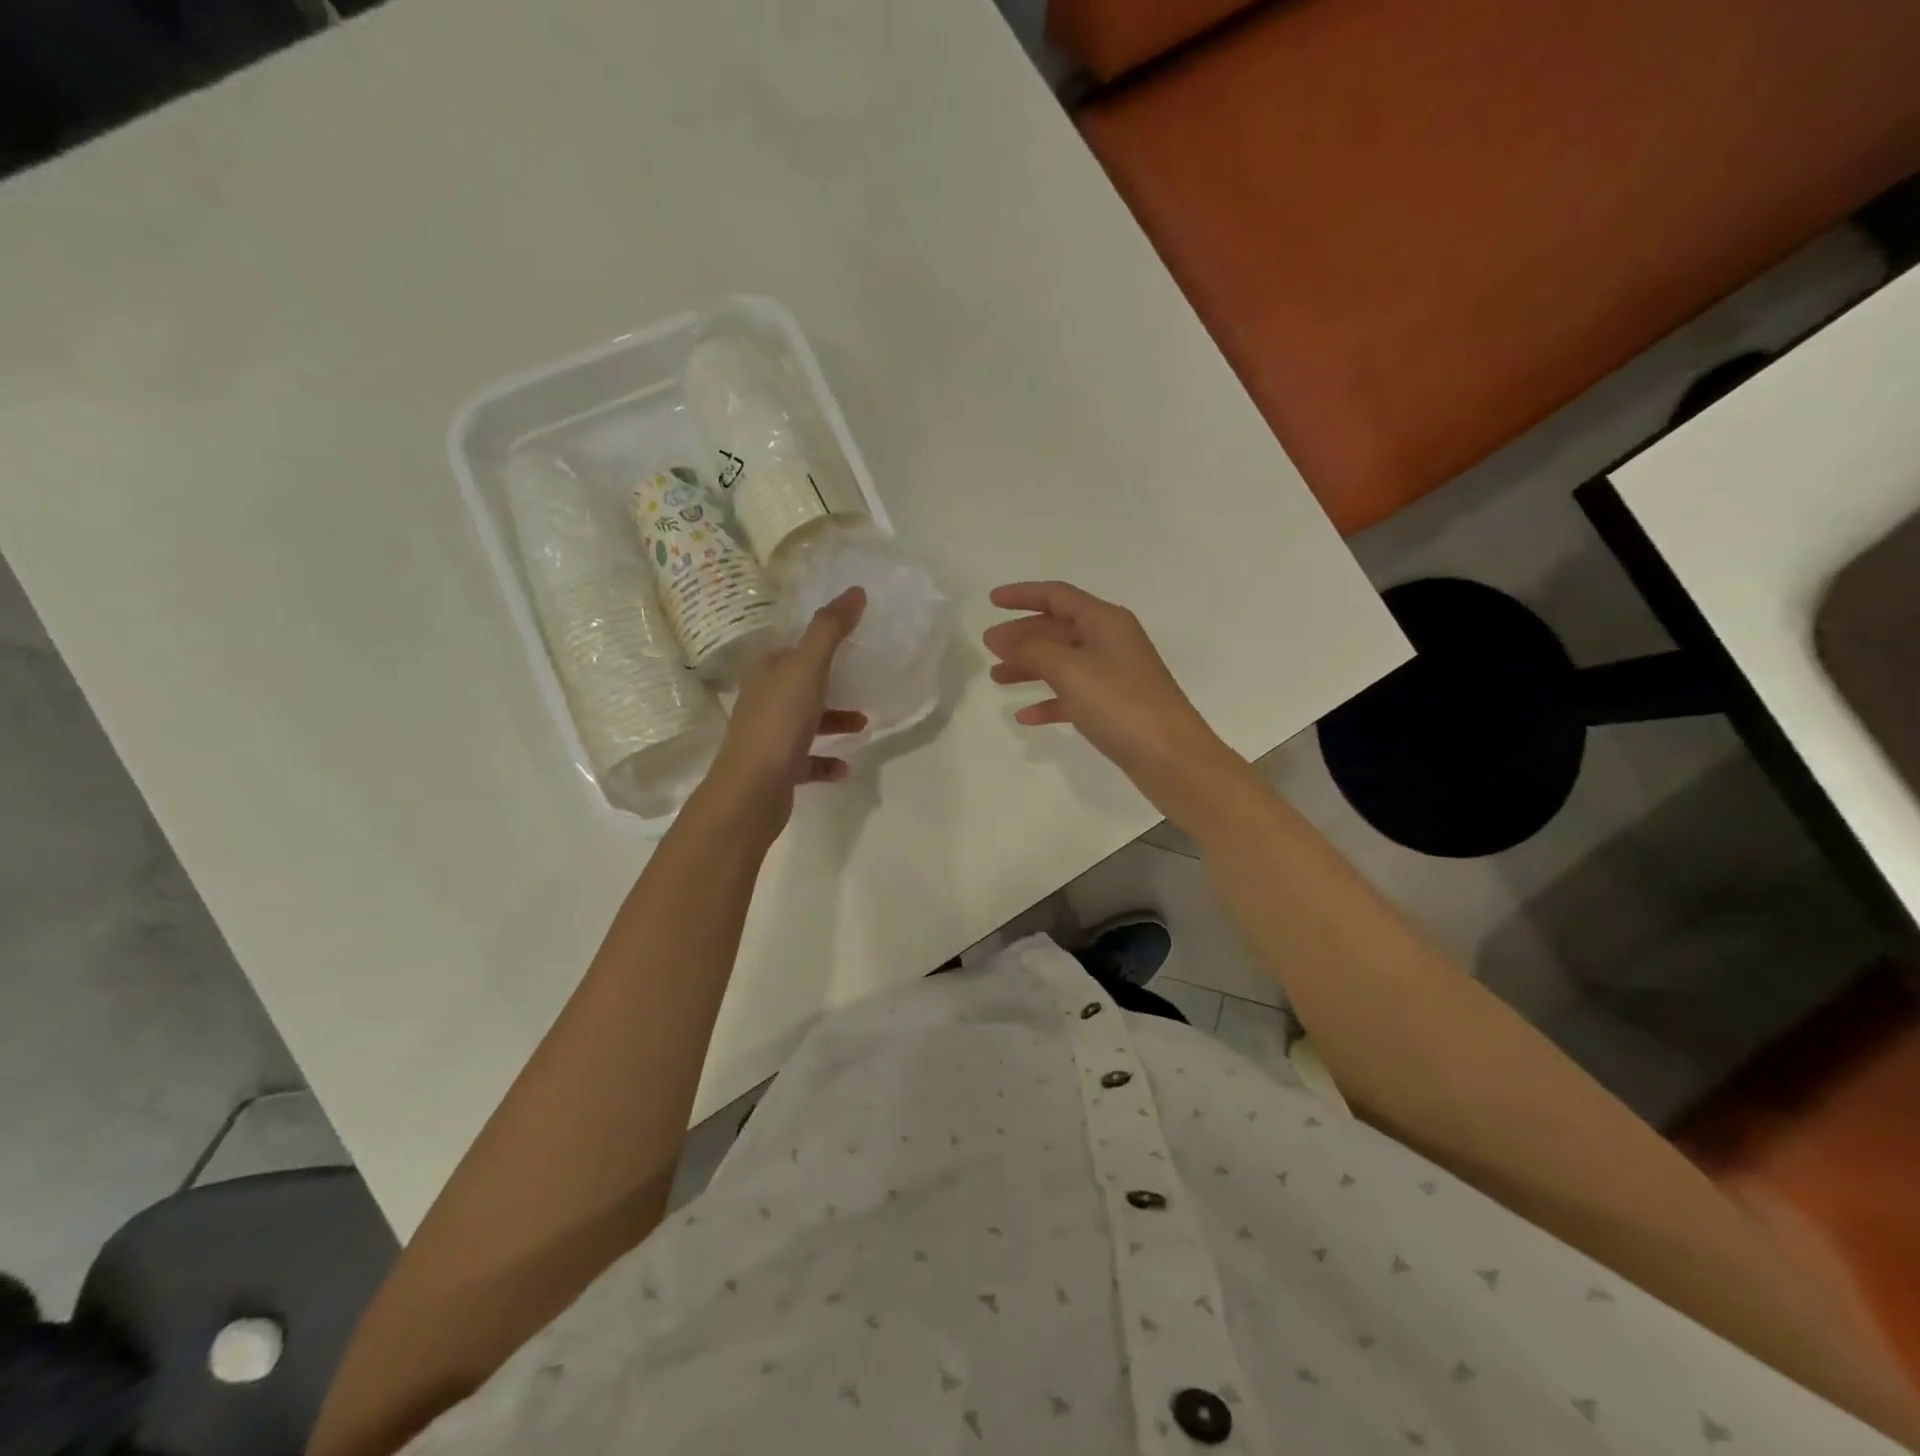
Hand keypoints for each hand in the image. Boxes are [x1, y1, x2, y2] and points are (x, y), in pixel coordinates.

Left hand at [703, 587, 867, 837]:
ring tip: (863, 724)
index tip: (851, 638)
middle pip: (800, 683)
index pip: (791, 647)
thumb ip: (830, 630)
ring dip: (833, 721)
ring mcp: (768, 736)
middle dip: (831, 681)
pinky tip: (845, 766)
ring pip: (806, 721)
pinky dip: (826, 760)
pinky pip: (807, 760)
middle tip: (863, 679)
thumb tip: (855, 591)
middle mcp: (763, 699)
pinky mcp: (777, 769)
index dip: (818, 640)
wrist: (752, 790)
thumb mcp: (808, 667)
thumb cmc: (779, 722)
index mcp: (766, 671)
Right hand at [984, 581, 1246, 821]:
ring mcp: (1115, 675)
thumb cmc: (1120, 705)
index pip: (1058, 595)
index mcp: (1106, 621)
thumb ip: (1031, 649)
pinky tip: (1026, 716)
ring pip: (1063, 662)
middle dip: (1022, 635)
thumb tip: (1000, 636)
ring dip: (1030, 667)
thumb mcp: (1070, 670)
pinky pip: (1074, 695)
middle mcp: (1112, 641)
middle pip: (1059, 628)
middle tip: (988, 648)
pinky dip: (1050, 701)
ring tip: (997, 679)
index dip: (1023, 595)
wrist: (1171, 758)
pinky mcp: (1115, 707)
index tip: (990, 601)